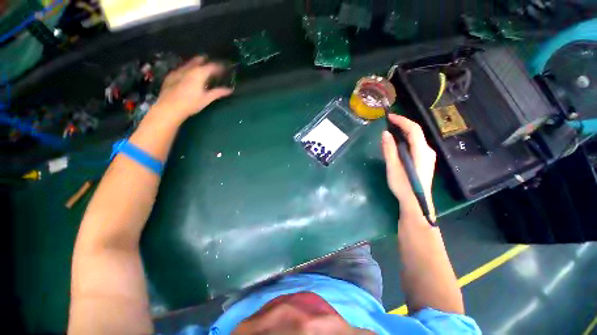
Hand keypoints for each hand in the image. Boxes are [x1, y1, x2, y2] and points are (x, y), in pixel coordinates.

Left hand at [153, 56, 232, 122]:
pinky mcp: (171, 76)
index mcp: (199, 74)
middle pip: (198, 61)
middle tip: (211, 62)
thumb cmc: (191, 103)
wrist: (169, 107)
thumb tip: (229, 90)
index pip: (211, 66)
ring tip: (200, 64)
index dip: (219, 66)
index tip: (224, 67)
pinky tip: (186, 72)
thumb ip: (218, 92)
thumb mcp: (207, 99)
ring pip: (188, 63)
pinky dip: (186, 68)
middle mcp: (188, 69)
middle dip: (205, 60)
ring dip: (195, 63)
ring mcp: (178, 71)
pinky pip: (180, 68)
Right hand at [382, 114, 435, 220]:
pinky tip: (397, 144)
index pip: (414, 129)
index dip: (402, 120)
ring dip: (403, 132)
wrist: (416, 203)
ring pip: (416, 139)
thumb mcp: (393, 167)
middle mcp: (427, 151)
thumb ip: (389, 150)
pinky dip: (406, 140)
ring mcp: (427, 156)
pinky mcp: (424, 161)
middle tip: (388, 123)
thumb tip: (385, 133)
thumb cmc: (403, 186)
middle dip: (402, 125)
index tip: (389, 117)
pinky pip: (415, 145)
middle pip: (416, 132)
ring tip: (390, 131)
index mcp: (421, 151)